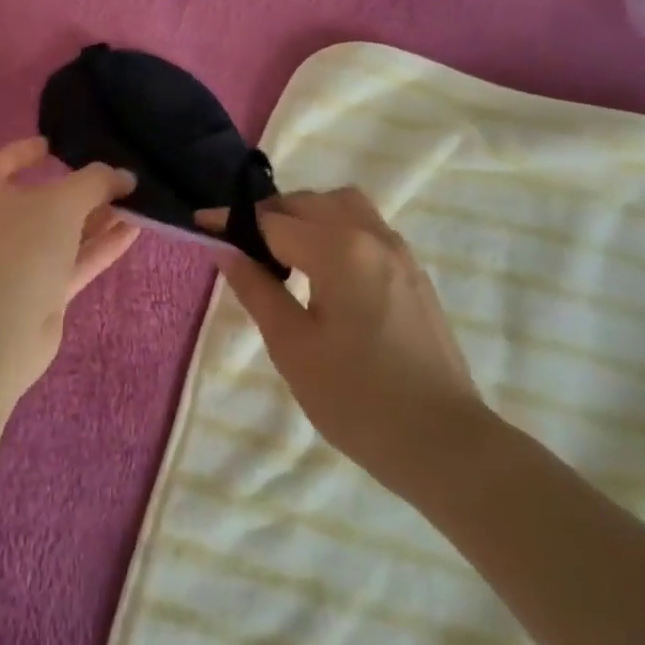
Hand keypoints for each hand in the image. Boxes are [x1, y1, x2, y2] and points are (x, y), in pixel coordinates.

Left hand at [0, 138, 140, 396]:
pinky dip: (102, 245)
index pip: (2, 163)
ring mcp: (22, 262)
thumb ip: (97, 181)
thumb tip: (124, 175)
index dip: (24, 151)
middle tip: (117, 176)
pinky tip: (135, 230)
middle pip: (44, 199)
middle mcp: (2, 225)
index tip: (54, 144)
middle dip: (81, 188)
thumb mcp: (64, 201)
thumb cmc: (22, 249)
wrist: (1, 331)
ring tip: (137, 200)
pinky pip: (77, 260)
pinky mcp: (43, 291)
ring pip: (66, 232)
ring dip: (99, 217)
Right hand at [202, 188, 481, 501]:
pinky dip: (336, 227)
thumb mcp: (293, 348)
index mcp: (339, 250)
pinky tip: (324, 267)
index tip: (202, 223)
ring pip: (343, 206)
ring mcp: (398, 251)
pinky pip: (367, 226)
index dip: (233, 221)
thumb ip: (257, 290)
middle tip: (241, 245)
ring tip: (284, 251)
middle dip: (270, 214)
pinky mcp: (413, 271)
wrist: (443, 442)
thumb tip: (226, 250)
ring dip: (307, 214)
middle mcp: (371, 236)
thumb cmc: (357, 399)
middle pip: (309, 202)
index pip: (273, 221)